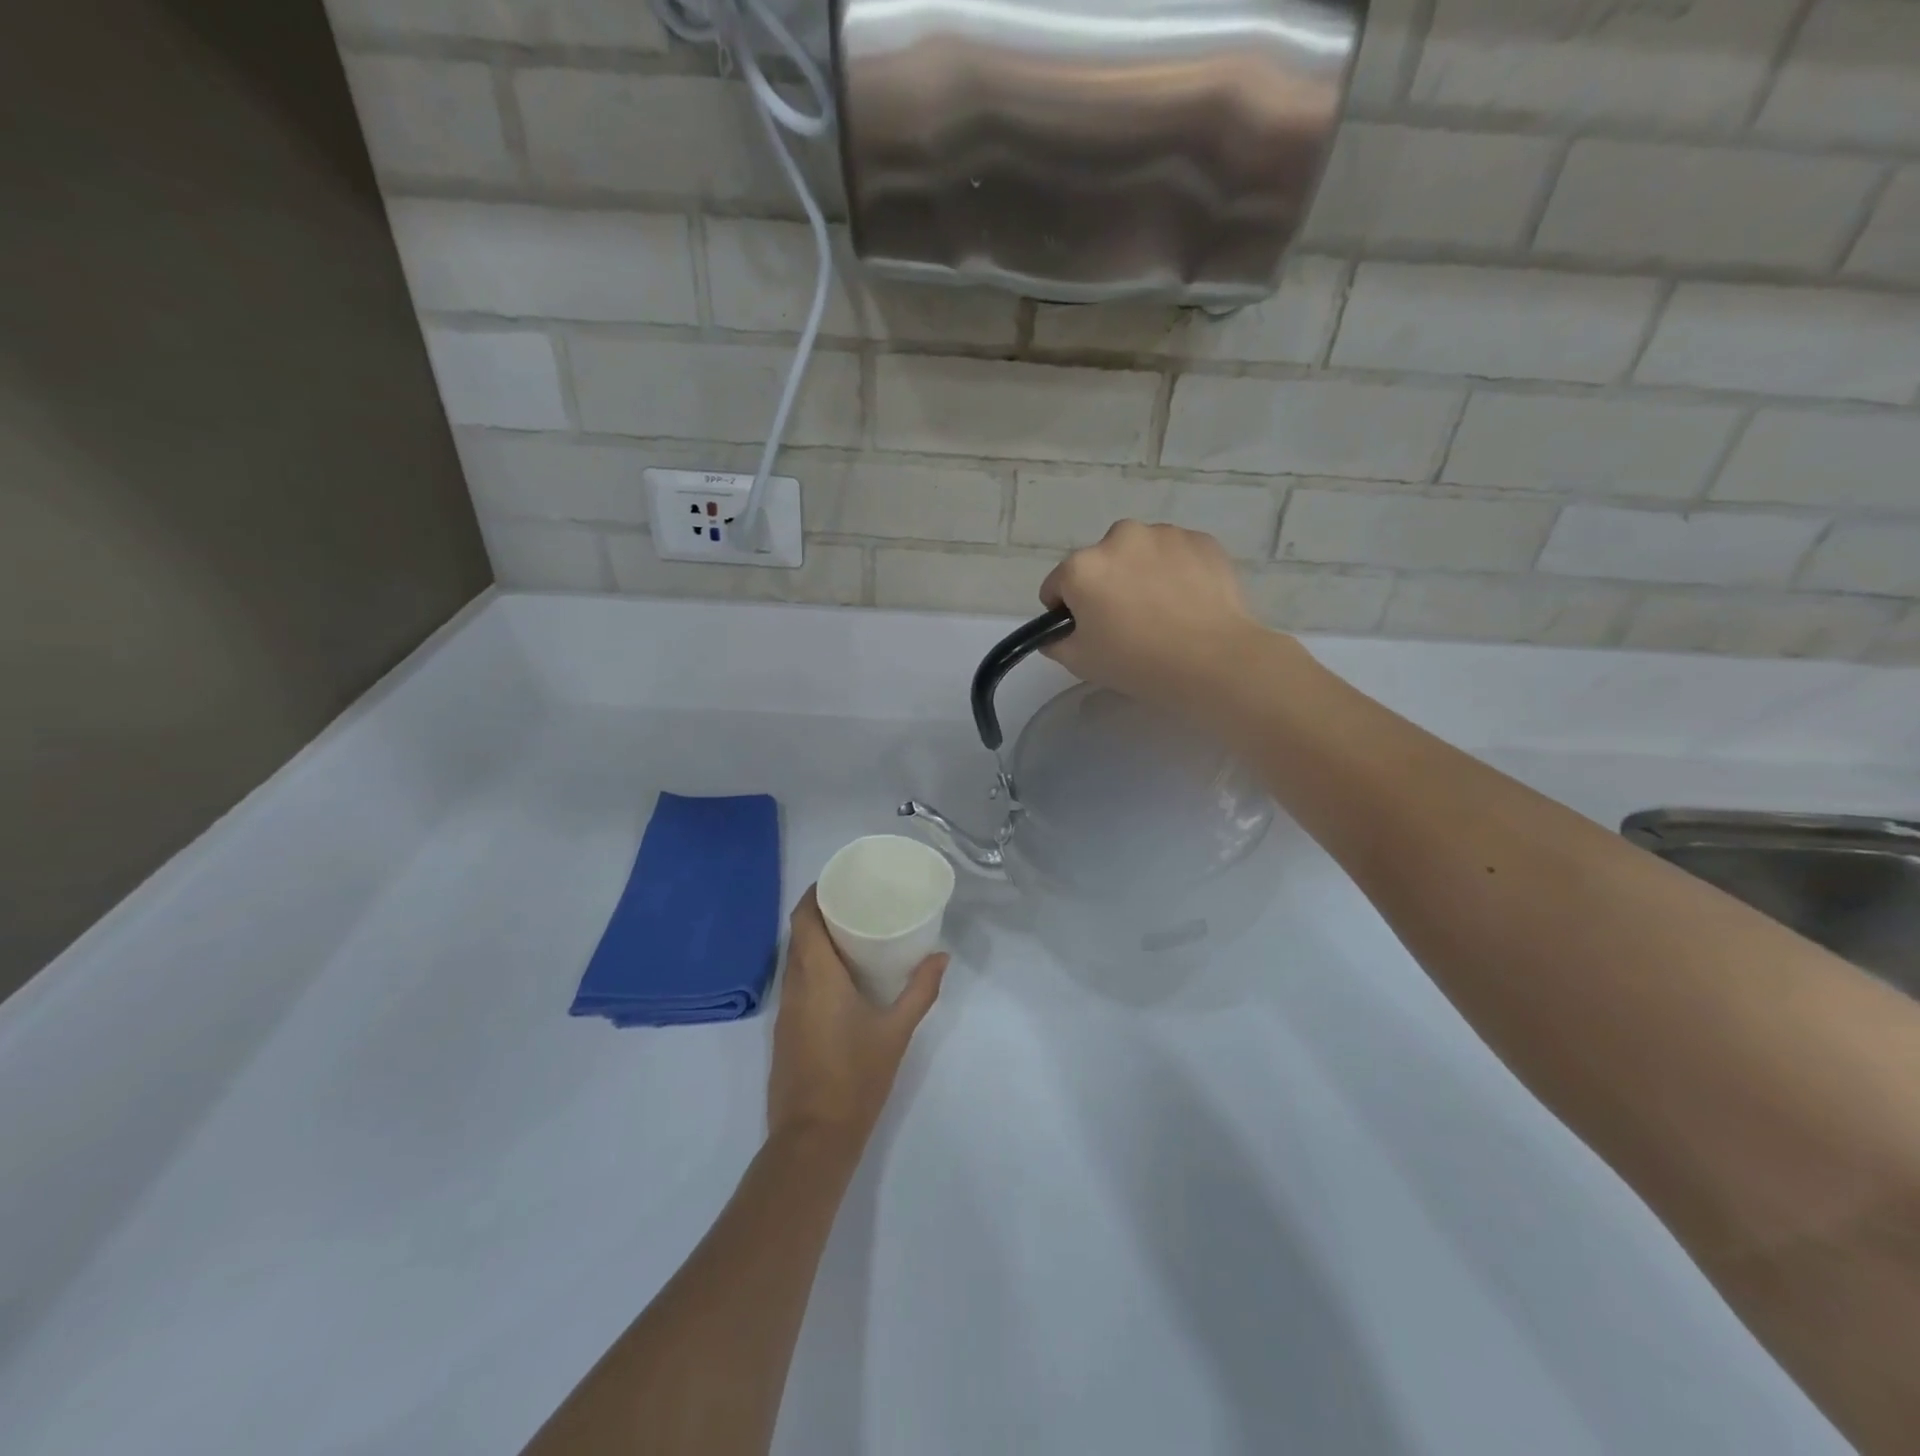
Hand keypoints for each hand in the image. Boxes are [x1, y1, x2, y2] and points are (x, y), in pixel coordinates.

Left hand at [767, 888, 946, 1153]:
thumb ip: (920, 990)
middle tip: (854, 902)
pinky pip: (795, 982)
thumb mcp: (896, 1032)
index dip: (815, 894)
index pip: (803, 919)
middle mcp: (794, 986)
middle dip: (819, 913)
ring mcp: (785, 1010)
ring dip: (814, 940)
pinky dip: (812, 966)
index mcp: (816, 977)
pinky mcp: (785, 1031)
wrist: (814, 1138)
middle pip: (797, 935)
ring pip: (794, 959)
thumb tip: (941, 956)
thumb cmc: (856, 1077)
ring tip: (850, 932)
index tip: (839, 880)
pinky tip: (839, 976)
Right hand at [1038, 520, 1287, 713]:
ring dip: (1141, 573)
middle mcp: (1119, 538)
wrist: (1213, 660)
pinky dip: (1176, 571)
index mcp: (1082, 567)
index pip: (1057, 586)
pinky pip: (1176, 555)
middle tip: (1127, 623)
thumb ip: (1056, 642)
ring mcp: (1164, 534)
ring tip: (1162, 611)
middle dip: (1106, 586)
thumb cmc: (1138, 662)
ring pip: (1140, 554)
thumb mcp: (1080, 662)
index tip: (1086, 632)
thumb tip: (1056, 633)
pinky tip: (1188, 602)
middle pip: (1100, 563)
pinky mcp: (1201, 540)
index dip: (1066, 612)